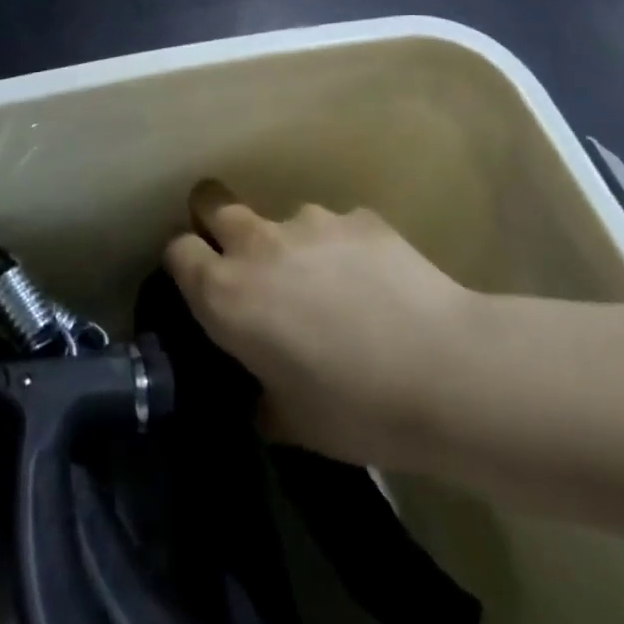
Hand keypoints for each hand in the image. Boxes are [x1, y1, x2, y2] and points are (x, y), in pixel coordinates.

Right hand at [164, 181, 471, 467]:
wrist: (445, 370)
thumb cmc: (355, 410)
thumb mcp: (291, 422)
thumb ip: (260, 393)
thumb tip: (261, 387)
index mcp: (227, 294)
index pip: (178, 251)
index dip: (185, 263)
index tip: (201, 282)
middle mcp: (258, 244)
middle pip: (212, 202)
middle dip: (215, 220)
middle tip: (243, 259)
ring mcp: (310, 221)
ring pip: (284, 221)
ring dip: (294, 247)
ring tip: (336, 291)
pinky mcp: (358, 216)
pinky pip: (338, 229)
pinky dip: (345, 251)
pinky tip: (378, 285)